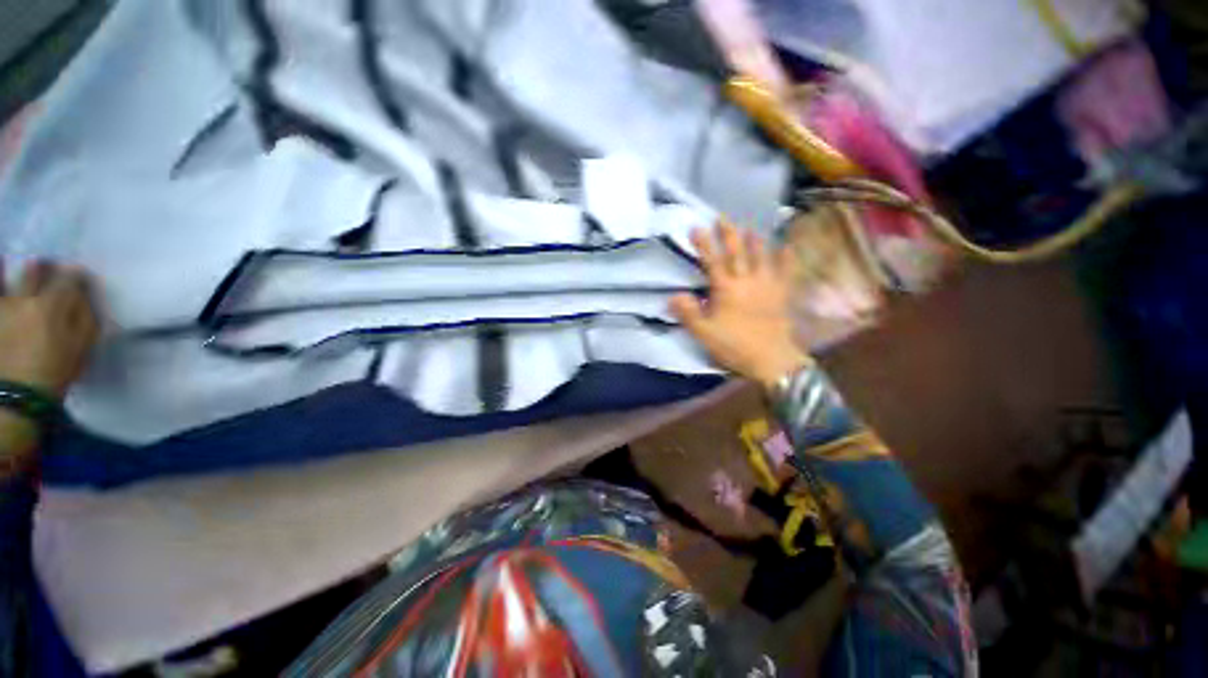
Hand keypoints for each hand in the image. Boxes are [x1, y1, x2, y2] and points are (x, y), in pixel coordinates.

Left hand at [0, 261, 98, 397]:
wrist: (18, 396)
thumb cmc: (56, 371)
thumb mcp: (81, 347)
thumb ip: (85, 317)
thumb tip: (83, 296)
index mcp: (53, 304)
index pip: (71, 277)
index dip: (78, 276)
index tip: (83, 280)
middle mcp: (26, 297)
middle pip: (36, 270)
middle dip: (46, 267)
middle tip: (50, 269)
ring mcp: (4, 305)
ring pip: (10, 277)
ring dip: (21, 272)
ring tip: (24, 268)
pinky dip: (0, 277)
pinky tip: (2, 268)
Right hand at [671, 222, 811, 388]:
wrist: (771, 359)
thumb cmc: (734, 345)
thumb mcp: (704, 333)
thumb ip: (688, 313)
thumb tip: (673, 296)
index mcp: (726, 290)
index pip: (713, 261)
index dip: (704, 244)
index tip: (696, 227)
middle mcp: (747, 281)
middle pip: (737, 253)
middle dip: (729, 234)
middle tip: (723, 217)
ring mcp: (767, 286)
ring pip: (761, 257)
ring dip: (755, 241)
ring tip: (750, 227)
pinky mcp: (781, 294)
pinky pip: (785, 272)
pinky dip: (786, 258)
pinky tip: (787, 247)